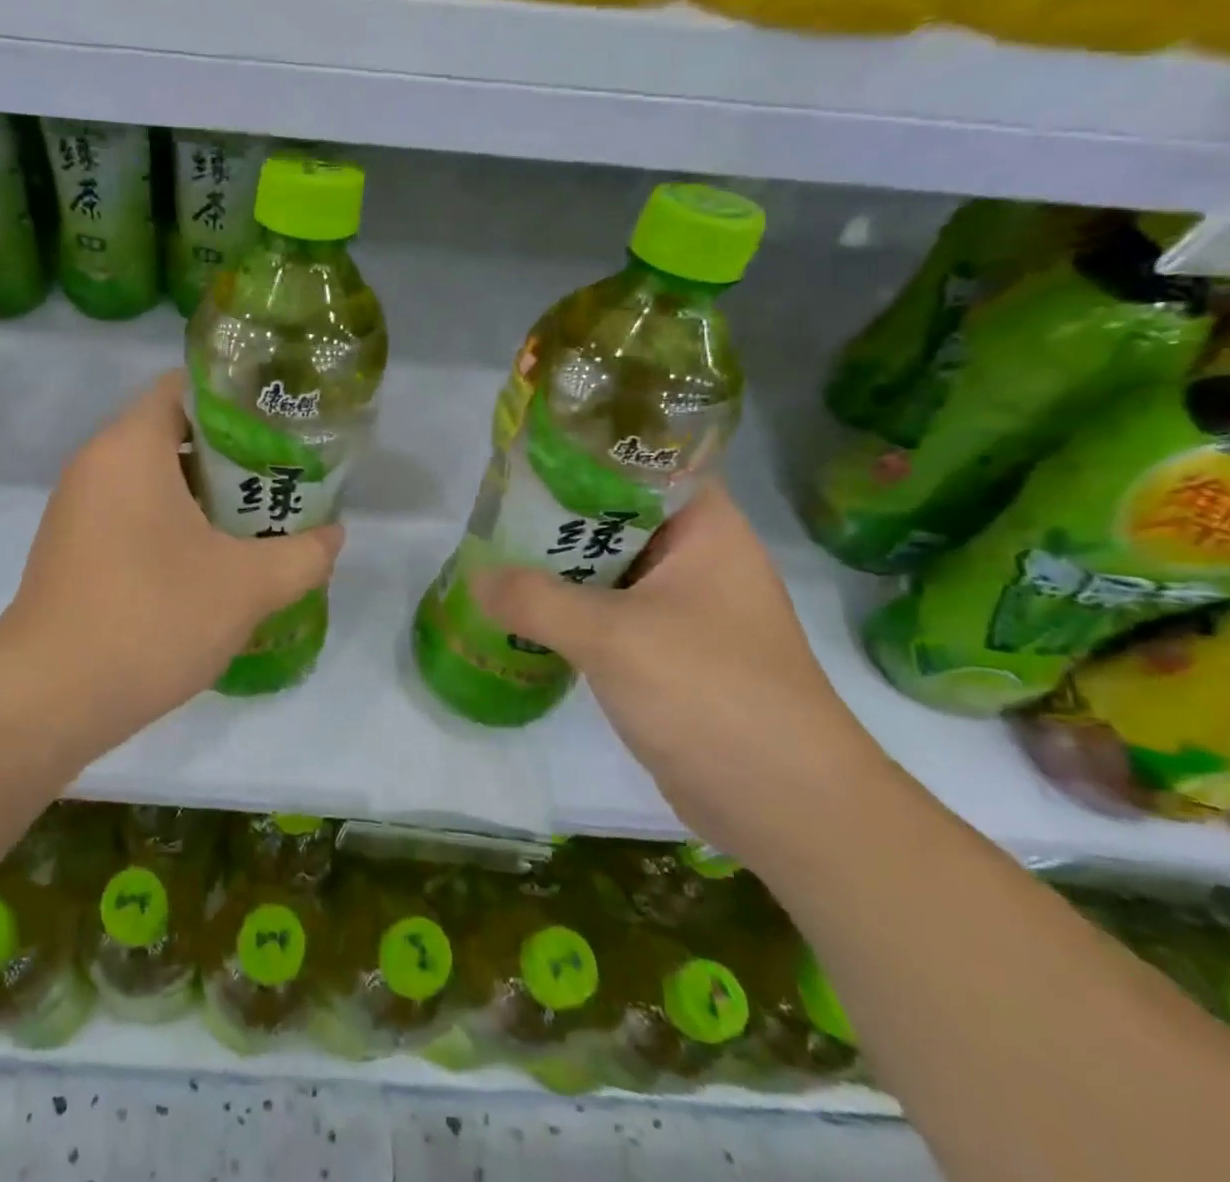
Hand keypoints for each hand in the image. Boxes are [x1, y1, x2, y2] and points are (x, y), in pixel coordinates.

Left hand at [1, 370, 343, 736]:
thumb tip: (334, 535)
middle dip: (232, 454)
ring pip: (153, 479)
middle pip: (173, 432)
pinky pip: (133, 515)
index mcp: (130, 446)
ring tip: (258, 520)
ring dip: (205, 495)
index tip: (282, 424)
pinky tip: (212, 563)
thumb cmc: (151, 616)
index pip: (185, 386)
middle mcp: (96, 464)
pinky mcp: (73, 550)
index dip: (238, 398)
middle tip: (283, 477)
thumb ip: (303, 554)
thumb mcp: (247, 586)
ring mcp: (78, 509)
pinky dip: (174, 525)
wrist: (49, 698)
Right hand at [470, 484, 890, 858]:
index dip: (584, 454)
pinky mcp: (666, 653)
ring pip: (606, 569)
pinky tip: (521, 611)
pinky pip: (607, 614)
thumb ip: (536, 599)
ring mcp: (683, 609)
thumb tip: (475, 577)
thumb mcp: (613, 636)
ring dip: (556, 566)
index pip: (642, 464)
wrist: (786, 806)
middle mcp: (696, 559)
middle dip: (554, 515)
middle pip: (615, 517)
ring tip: (493, 552)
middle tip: (492, 507)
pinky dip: (567, 610)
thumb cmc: (711, 693)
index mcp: (705, 530)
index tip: (525, 458)